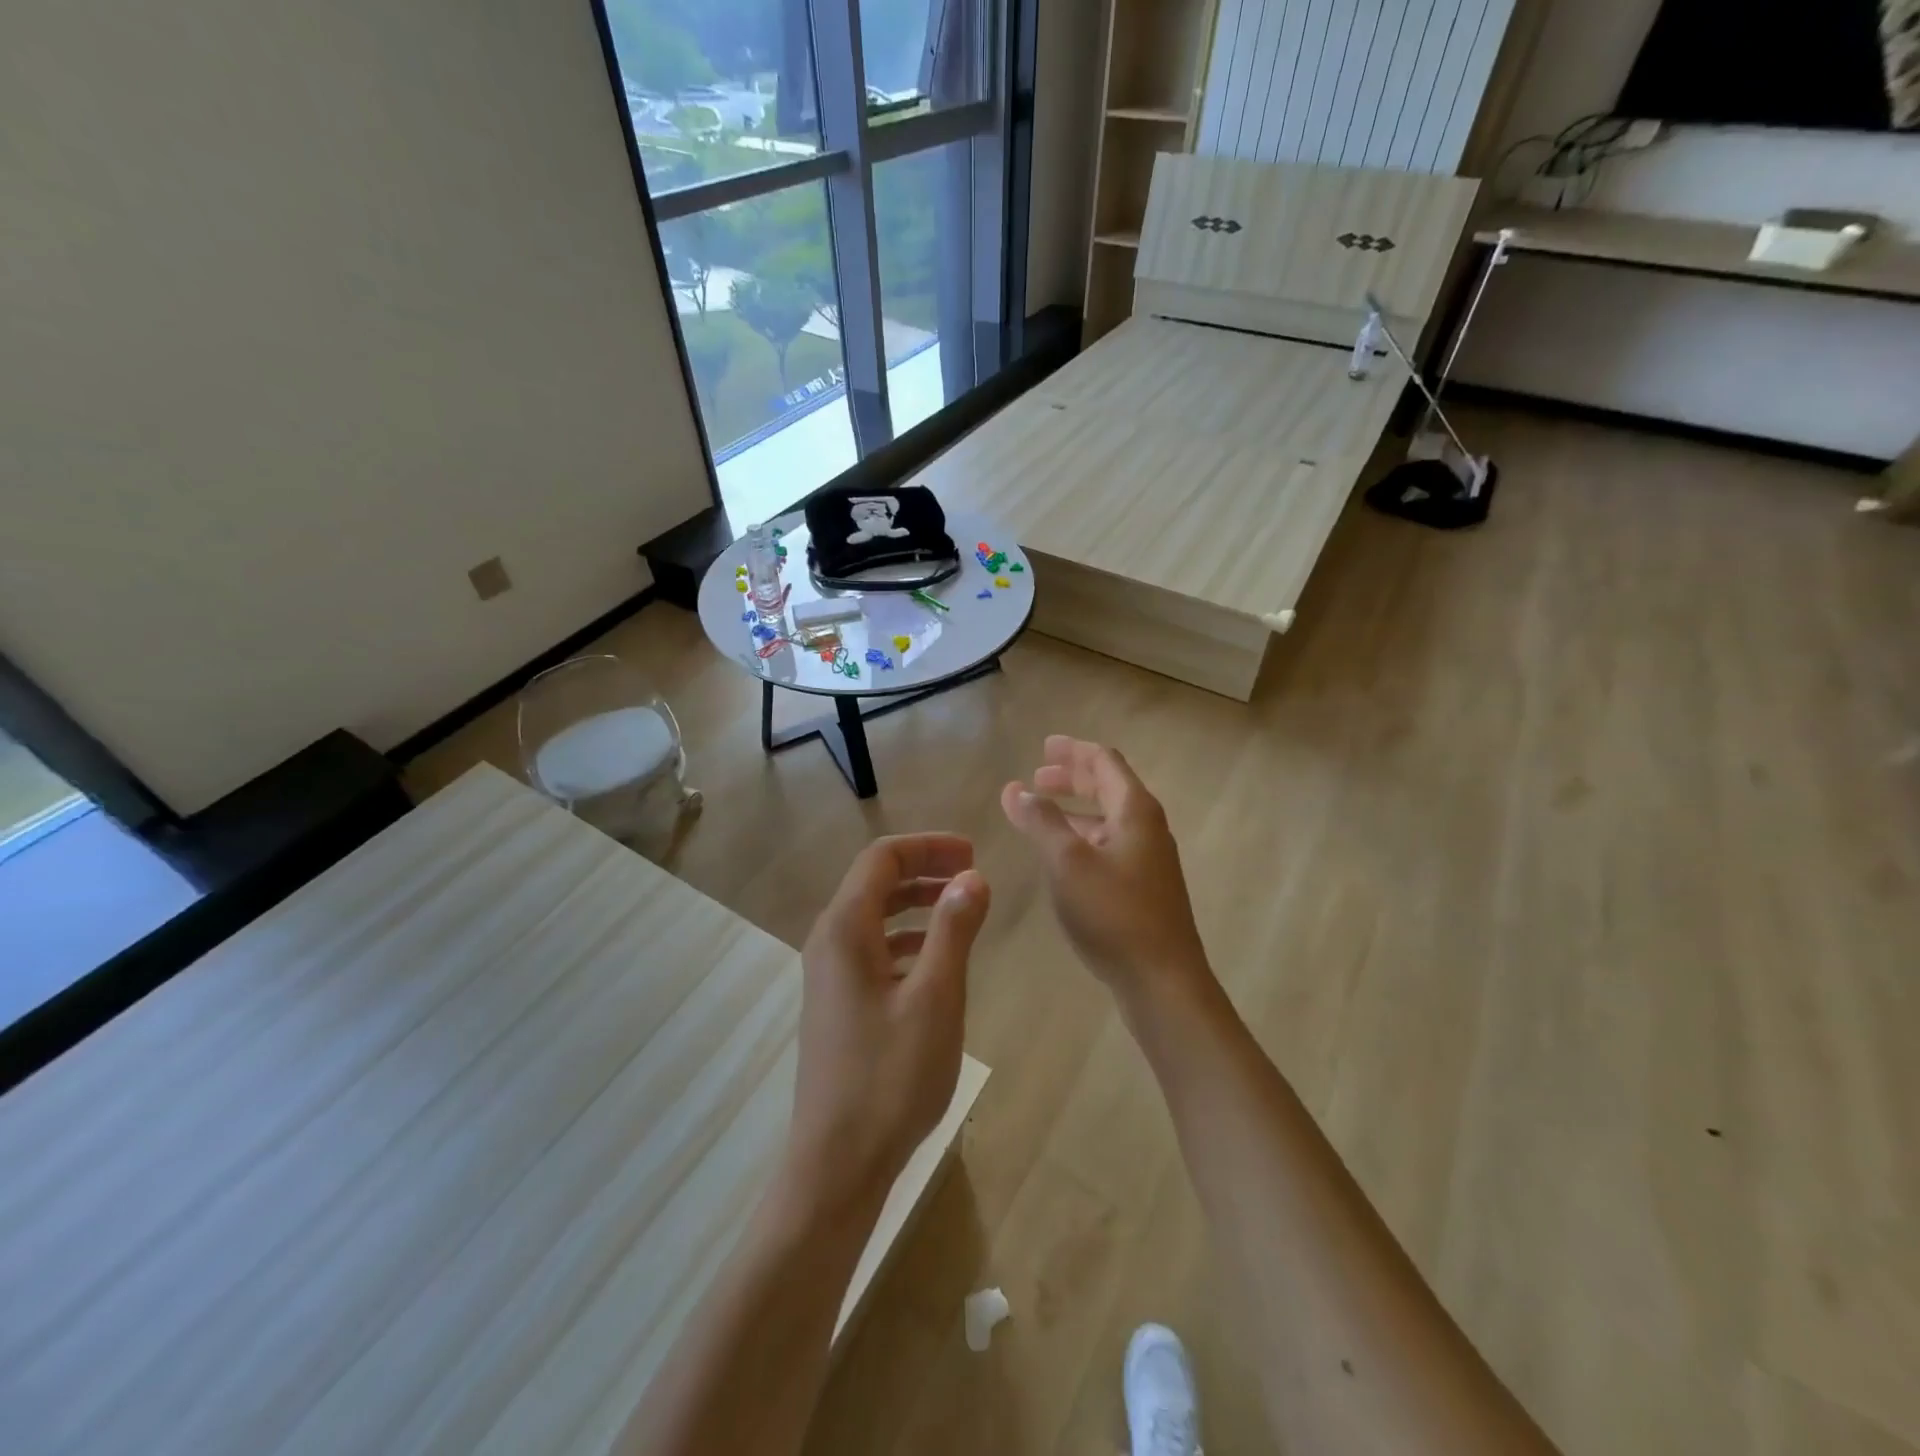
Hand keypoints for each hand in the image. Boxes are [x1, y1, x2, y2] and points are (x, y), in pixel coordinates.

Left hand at [787, 834, 989, 1212]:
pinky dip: (907, 939)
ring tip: (962, 910)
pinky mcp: (838, 1002)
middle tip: (973, 874)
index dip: (928, 847)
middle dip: (924, 870)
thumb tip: (972, 877)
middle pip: (875, 882)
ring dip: (917, 904)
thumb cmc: (890, 1077)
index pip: (882, 859)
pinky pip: (873, 949)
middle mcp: (829, 941)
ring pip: (874, 916)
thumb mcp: (936, 998)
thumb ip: (954, 930)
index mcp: (845, 929)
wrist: (838, 1163)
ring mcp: (829, 974)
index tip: (973, 854)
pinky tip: (937, 959)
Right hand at [1001, 736, 1212, 1002]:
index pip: (1104, 762)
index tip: (1044, 747)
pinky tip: (1062, 855)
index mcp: (1134, 810)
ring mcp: (1148, 859)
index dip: (1073, 751)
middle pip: (1108, 787)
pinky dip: (1083, 836)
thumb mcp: (1067, 861)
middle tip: (1038, 776)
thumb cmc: (1113, 912)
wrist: (1162, 980)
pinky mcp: (1143, 888)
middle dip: (1072, 778)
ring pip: (1108, 819)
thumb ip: (1040, 821)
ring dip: (1075, 809)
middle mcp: (1146, 827)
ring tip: (1042, 811)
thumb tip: (1016, 789)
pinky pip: (1109, 845)